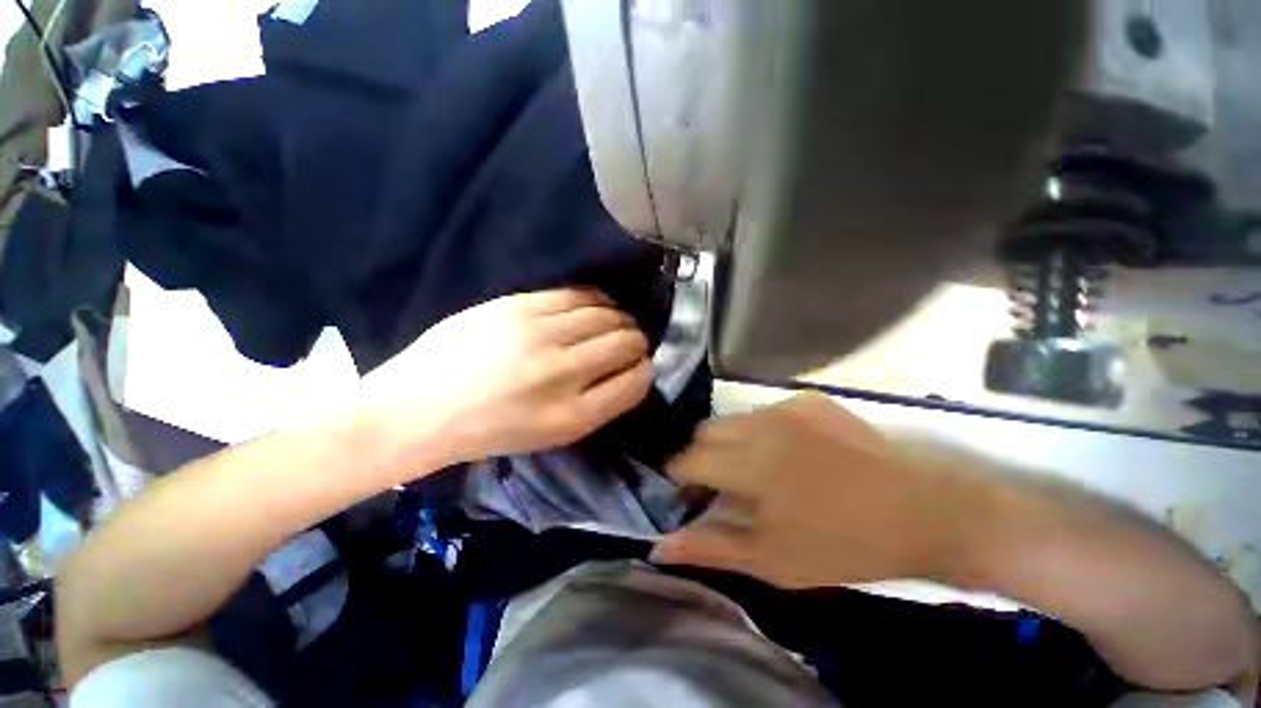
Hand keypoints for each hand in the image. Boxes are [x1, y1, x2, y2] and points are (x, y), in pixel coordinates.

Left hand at [358, 289, 653, 475]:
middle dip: (636, 342)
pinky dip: (594, 300)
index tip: (639, 365)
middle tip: (629, 342)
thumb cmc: (490, 430)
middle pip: (626, 342)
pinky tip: (592, 306)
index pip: (635, 381)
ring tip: (612, 323)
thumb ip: (596, 403)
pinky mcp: (518, 306)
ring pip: (607, 314)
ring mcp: (539, 334)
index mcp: (572, 416)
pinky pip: (578, 294)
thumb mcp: (552, 434)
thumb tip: (628, 368)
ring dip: (618, 319)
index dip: (644, 370)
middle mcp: (562, 373)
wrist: (419, 409)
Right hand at [653, 394, 980, 588]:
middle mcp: (761, 424)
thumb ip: (711, 547)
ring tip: (757, 471)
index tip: (688, 493)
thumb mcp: (772, 560)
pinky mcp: (808, 399)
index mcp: (750, 463)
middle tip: (721, 484)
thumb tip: (659, 545)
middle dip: (702, 456)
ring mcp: (787, 406)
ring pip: (733, 420)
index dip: (681, 476)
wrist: (924, 512)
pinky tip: (790, 454)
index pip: (688, 458)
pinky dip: (763, 432)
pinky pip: (766, 412)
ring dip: (732, 443)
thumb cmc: (844, 545)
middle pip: (705, 431)